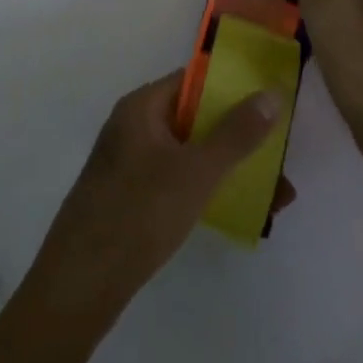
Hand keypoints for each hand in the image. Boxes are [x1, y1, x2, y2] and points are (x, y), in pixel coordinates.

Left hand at [24, 71, 294, 323]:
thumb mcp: (196, 171)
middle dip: (239, 138)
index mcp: (142, 107)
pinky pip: (178, 181)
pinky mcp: (132, 198)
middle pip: (195, 120)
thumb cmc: (140, 211)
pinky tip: (241, 215)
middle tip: (280, 161)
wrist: (82, 281)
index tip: (270, 102)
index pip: (192, 81)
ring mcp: (131, 164)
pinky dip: (208, 190)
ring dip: (229, 169)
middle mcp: (134, 127)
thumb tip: (271, 93)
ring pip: (190, 155)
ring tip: (276, 200)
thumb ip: (236, 134)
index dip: (231, 87)